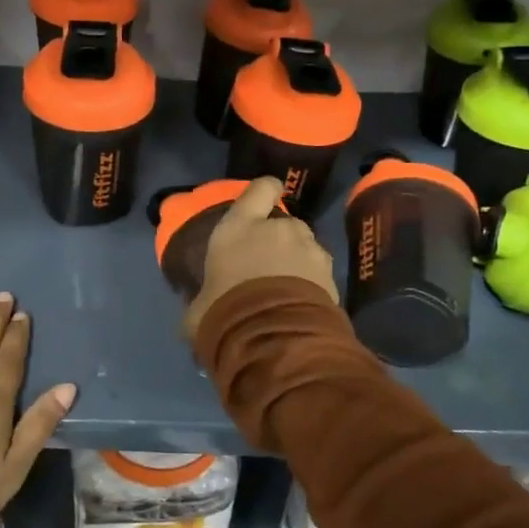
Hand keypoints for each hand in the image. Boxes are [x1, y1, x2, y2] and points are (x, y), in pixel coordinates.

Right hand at [182, 177, 337, 340]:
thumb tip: (197, 312)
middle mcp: (279, 229)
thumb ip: (201, 301)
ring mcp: (310, 250)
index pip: (261, 188)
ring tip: (287, 290)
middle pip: (285, 223)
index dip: (266, 191)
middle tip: (268, 266)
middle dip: (280, 239)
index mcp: (240, 226)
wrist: (274, 339)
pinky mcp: (331, 275)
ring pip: (306, 247)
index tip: (267, 199)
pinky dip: (313, 285)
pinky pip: (320, 273)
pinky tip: (301, 307)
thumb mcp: (199, 309)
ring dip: (298, 262)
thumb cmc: (225, 312)